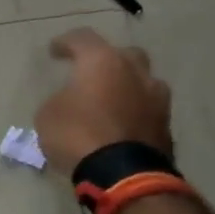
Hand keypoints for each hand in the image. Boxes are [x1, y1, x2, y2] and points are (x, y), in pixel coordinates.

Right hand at [36, 29, 173, 173]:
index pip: (83, 39)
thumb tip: (71, 101)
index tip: (54, 50)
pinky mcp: (166, 125)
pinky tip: (122, 125)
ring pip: (142, 81)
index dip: (66, 43)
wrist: (122, 174)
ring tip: (111, 101)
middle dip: (107, 61)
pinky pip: (147, 110)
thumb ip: (59, 100)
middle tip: (91, 74)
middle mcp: (135, 72)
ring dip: (127, 87)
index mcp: (103, 62)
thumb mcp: (48, 115)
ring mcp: (156, 98)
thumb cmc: (78, 135)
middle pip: (124, 54)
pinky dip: (134, 112)